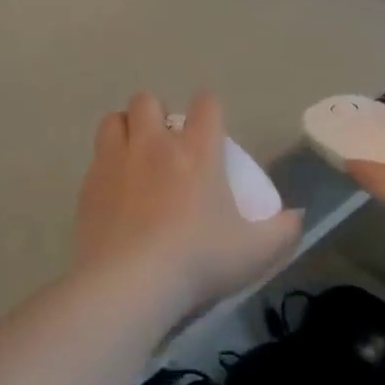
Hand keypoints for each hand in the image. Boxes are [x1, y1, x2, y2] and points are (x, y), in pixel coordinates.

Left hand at [75, 92, 301, 316]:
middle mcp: (153, 145)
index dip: (209, 108)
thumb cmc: (198, 261)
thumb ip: (282, 231)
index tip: (210, 126)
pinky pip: (95, 159)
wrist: (129, 284)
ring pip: (113, 120)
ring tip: (133, 157)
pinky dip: (105, 166)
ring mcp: (115, 162)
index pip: (205, 105)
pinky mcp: (88, 186)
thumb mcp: (255, 252)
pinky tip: (114, 194)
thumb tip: (296, 217)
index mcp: (197, 151)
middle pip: (147, 100)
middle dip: (155, 114)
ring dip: (124, 130)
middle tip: (164, 145)